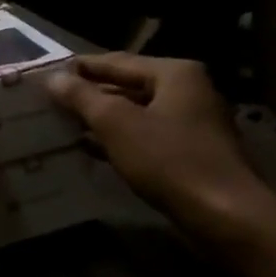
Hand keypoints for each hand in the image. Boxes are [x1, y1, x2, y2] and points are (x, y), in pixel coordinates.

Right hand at [46, 54, 275, 243]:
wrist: (225, 215)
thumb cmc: (169, 160)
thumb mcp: (117, 124)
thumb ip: (83, 97)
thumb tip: (54, 78)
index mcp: (175, 73)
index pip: (117, 62)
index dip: (82, 67)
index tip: (50, 71)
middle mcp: (189, 90)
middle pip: (129, 85)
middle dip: (92, 94)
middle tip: (53, 99)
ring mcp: (194, 122)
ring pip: (138, 113)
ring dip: (103, 119)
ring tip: (66, 123)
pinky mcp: (193, 152)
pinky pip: (148, 136)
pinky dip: (121, 139)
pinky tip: (94, 148)